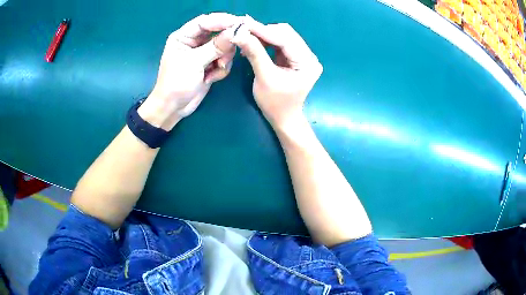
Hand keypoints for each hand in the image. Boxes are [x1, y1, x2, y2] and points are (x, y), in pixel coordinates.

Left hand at [138, 13, 239, 130]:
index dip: (222, 20)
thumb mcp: (194, 63)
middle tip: (228, 54)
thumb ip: (215, 46)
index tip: (239, 24)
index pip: (205, 21)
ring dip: (224, 59)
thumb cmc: (176, 83)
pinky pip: (224, 59)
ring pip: (224, 47)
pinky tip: (211, 79)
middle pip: (218, 32)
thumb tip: (235, 32)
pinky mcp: (209, 64)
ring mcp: (203, 53)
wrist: (174, 108)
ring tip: (216, 70)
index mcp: (183, 36)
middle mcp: (194, 41)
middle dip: (225, 44)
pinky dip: (221, 69)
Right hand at [231, 17, 322, 130]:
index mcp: (307, 63)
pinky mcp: (295, 57)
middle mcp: (309, 56)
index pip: (285, 39)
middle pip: (286, 34)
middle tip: (244, 31)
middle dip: (264, 31)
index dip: (264, 30)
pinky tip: (254, 43)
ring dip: (264, 35)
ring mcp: (303, 56)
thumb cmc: (275, 103)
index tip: (244, 24)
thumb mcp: (264, 78)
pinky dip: (266, 41)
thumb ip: (254, 54)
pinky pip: (280, 43)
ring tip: (247, 37)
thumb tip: (240, 34)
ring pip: (282, 36)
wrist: (284, 118)